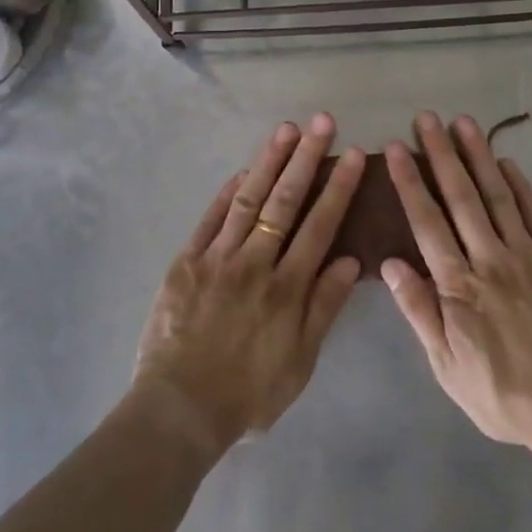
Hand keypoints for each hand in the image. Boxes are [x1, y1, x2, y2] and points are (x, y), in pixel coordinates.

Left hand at [133, 114, 364, 456]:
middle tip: (322, 122)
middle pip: (285, 201)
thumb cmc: (248, 393)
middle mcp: (255, 263)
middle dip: (306, 158)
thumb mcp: (300, 362)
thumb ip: (324, 308)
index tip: (352, 154)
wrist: (179, 408)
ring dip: (269, 161)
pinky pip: (210, 219)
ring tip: (287, 129)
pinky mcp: (187, 261)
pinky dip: (228, 192)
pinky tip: (242, 169)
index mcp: (287, 288)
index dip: (337, 187)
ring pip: (249, 199)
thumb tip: (351, 261)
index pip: (319, 225)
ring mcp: (218, 258)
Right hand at [382, 112, 531, 455]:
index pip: (427, 222)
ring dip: (479, 157)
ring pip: (498, 196)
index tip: (398, 147)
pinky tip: (507, 162)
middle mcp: (491, 260)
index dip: (410, 181)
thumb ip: (420, 312)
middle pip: (461, 197)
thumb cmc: (502, 394)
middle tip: (427, 117)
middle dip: (441, 154)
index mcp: (459, 287)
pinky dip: (521, 186)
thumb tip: (391, 263)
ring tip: (464, 123)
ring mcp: (528, 257)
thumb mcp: (447, 367)